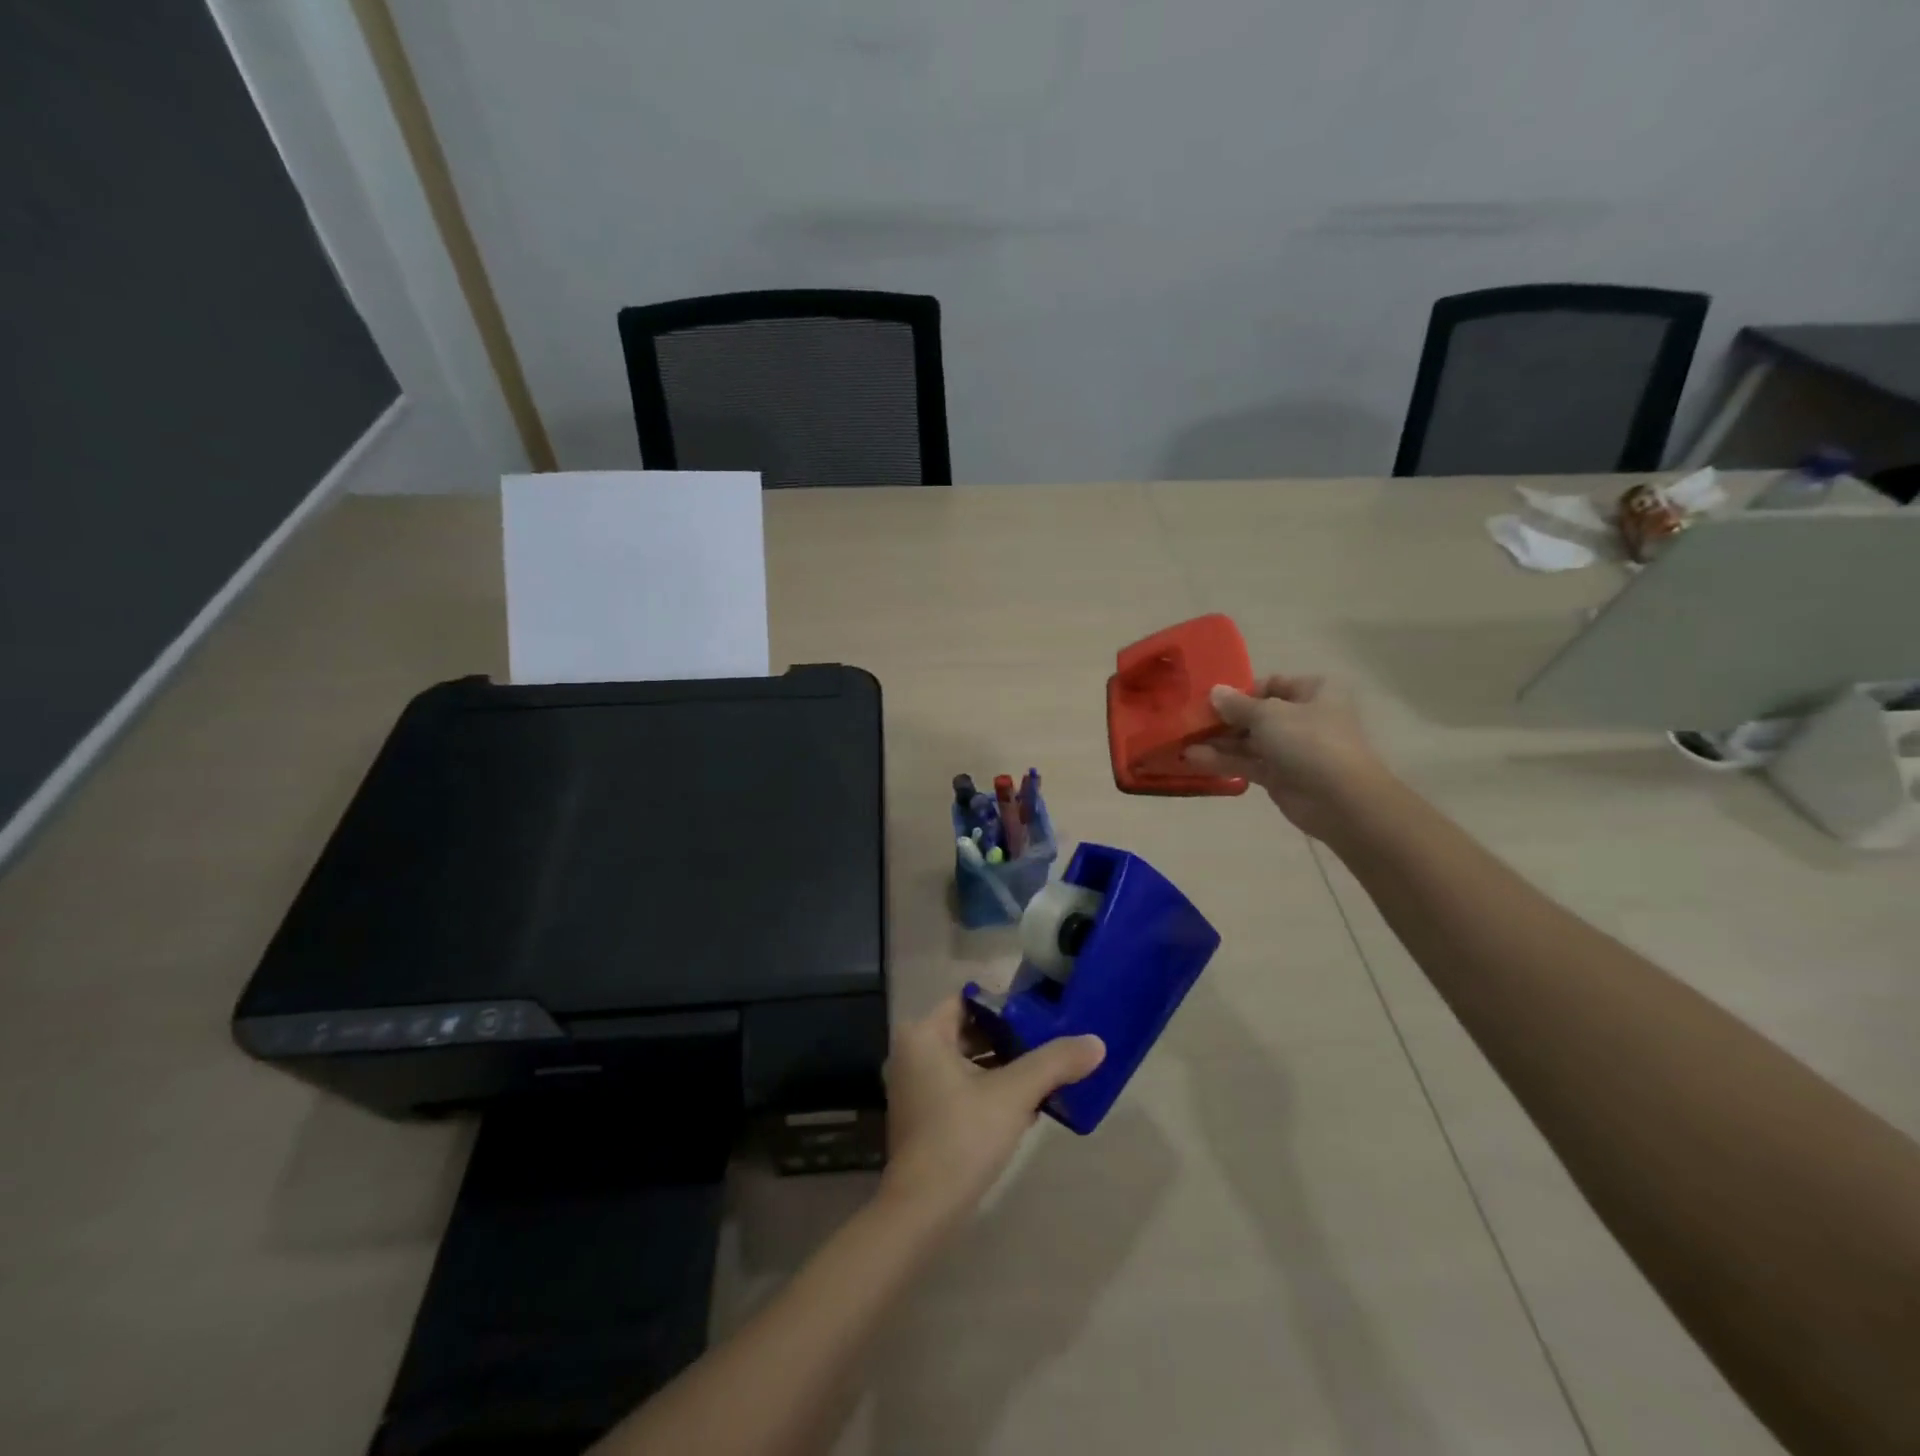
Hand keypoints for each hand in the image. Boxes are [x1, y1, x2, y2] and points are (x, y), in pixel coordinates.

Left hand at [879, 997, 1103, 1234]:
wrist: (923, 1211)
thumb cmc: (962, 1136)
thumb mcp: (1014, 1093)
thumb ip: (1055, 1062)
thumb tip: (1097, 1041)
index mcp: (922, 1034)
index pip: (969, 1000)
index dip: (1006, 1004)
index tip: (1041, 1013)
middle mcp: (912, 1052)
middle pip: (969, 1030)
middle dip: (1010, 1037)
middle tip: (1050, 1040)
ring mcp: (914, 1086)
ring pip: (967, 1060)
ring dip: (1003, 1066)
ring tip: (1046, 1071)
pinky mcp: (923, 1115)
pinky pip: (960, 1085)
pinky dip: (989, 1088)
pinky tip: (1026, 1104)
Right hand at [1184, 674, 1393, 841]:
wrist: (1340, 799)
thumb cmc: (1309, 741)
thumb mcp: (1269, 714)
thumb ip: (1238, 705)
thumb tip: (1214, 691)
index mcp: (1313, 692)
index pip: (1271, 685)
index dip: (1241, 691)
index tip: (1211, 699)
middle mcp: (1304, 717)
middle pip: (1256, 715)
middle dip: (1223, 720)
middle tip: (1190, 722)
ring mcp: (1292, 749)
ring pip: (1249, 741)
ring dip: (1218, 742)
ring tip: (1183, 743)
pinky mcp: (1280, 776)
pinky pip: (1248, 763)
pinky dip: (1223, 761)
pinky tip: (1193, 759)